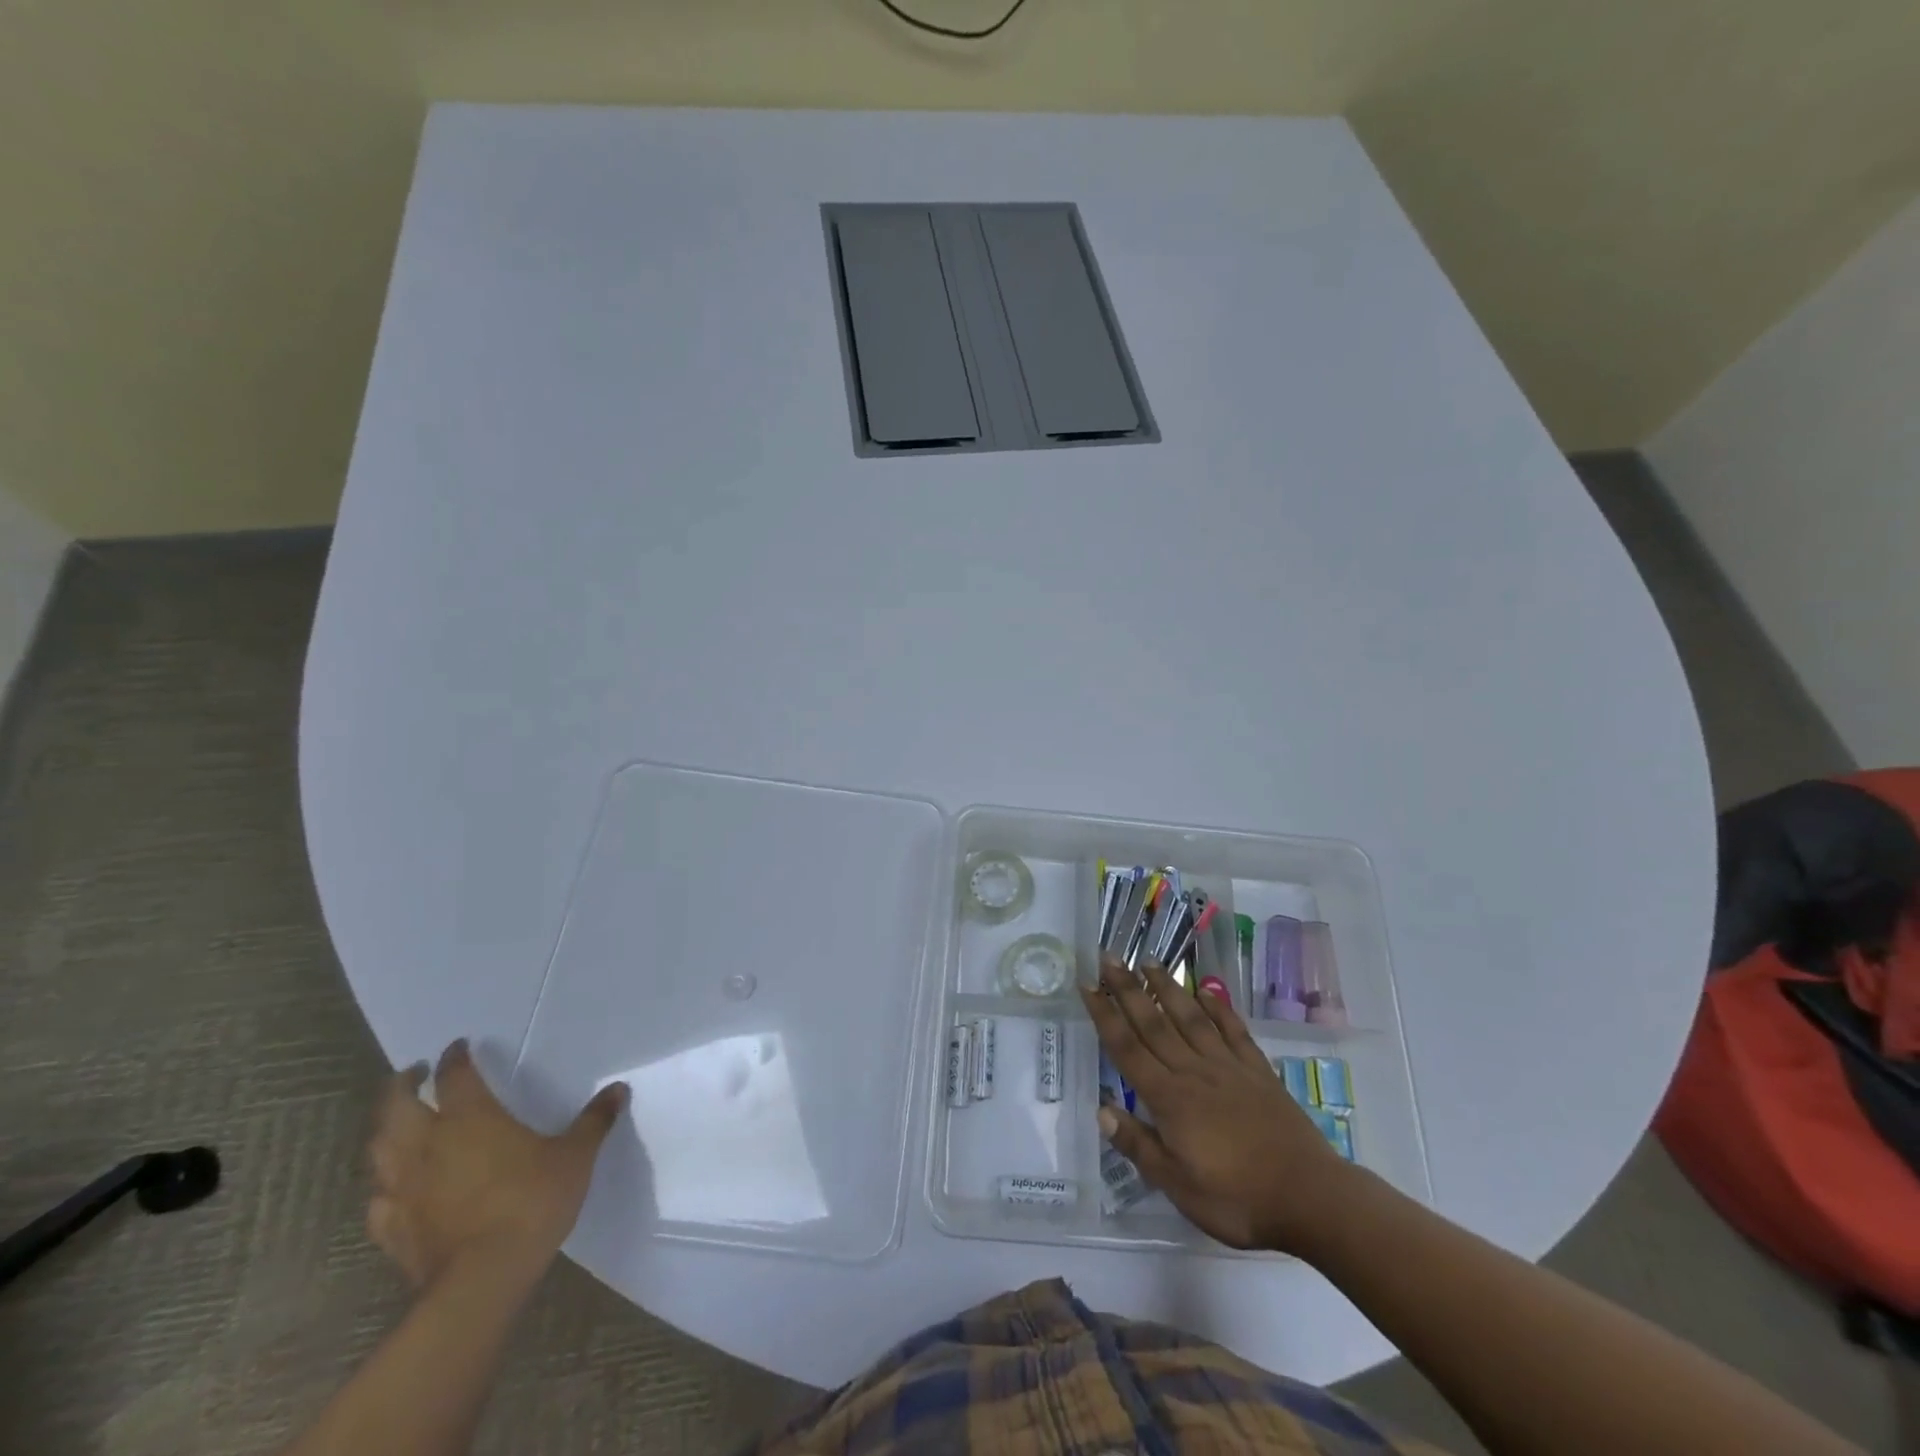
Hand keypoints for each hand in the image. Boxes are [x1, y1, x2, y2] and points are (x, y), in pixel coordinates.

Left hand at [366, 1039, 626, 1288]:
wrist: (482, 1280)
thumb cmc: (531, 1203)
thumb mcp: (575, 1157)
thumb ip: (593, 1121)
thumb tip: (618, 1090)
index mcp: (470, 1118)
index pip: (455, 1075)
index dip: (455, 1057)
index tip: (459, 1046)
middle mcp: (427, 1144)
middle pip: (395, 1105)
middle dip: (401, 1084)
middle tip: (413, 1073)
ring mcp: (403, 1188)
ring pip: (378, 1148)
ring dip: (385, 1129)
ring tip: (398, 1123)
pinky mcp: (391, 1227)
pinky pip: (378, 1198)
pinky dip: (384, 1184)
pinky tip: (395, 1188)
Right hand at [1081, 956, 1354, 1251]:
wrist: (1310, 1198)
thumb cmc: (1237, 1199)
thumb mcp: (1178, 1186)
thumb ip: (1139, 1145)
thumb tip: (1102, 1109)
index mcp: (1170, 1099)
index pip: (1127, 1049)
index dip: (1104, 1016)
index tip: (1087, 985)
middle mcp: (1194, 1072)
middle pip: (1154, 1024)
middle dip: (1128, 989)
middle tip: (1108, 958)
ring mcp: (1228, 1067)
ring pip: (1191, 1018)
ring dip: (1167, 989)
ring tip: (1149, 962)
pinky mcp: (1258, 1071)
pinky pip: (1233, 1031)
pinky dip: (1218, 1008)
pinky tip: (1206, 990)